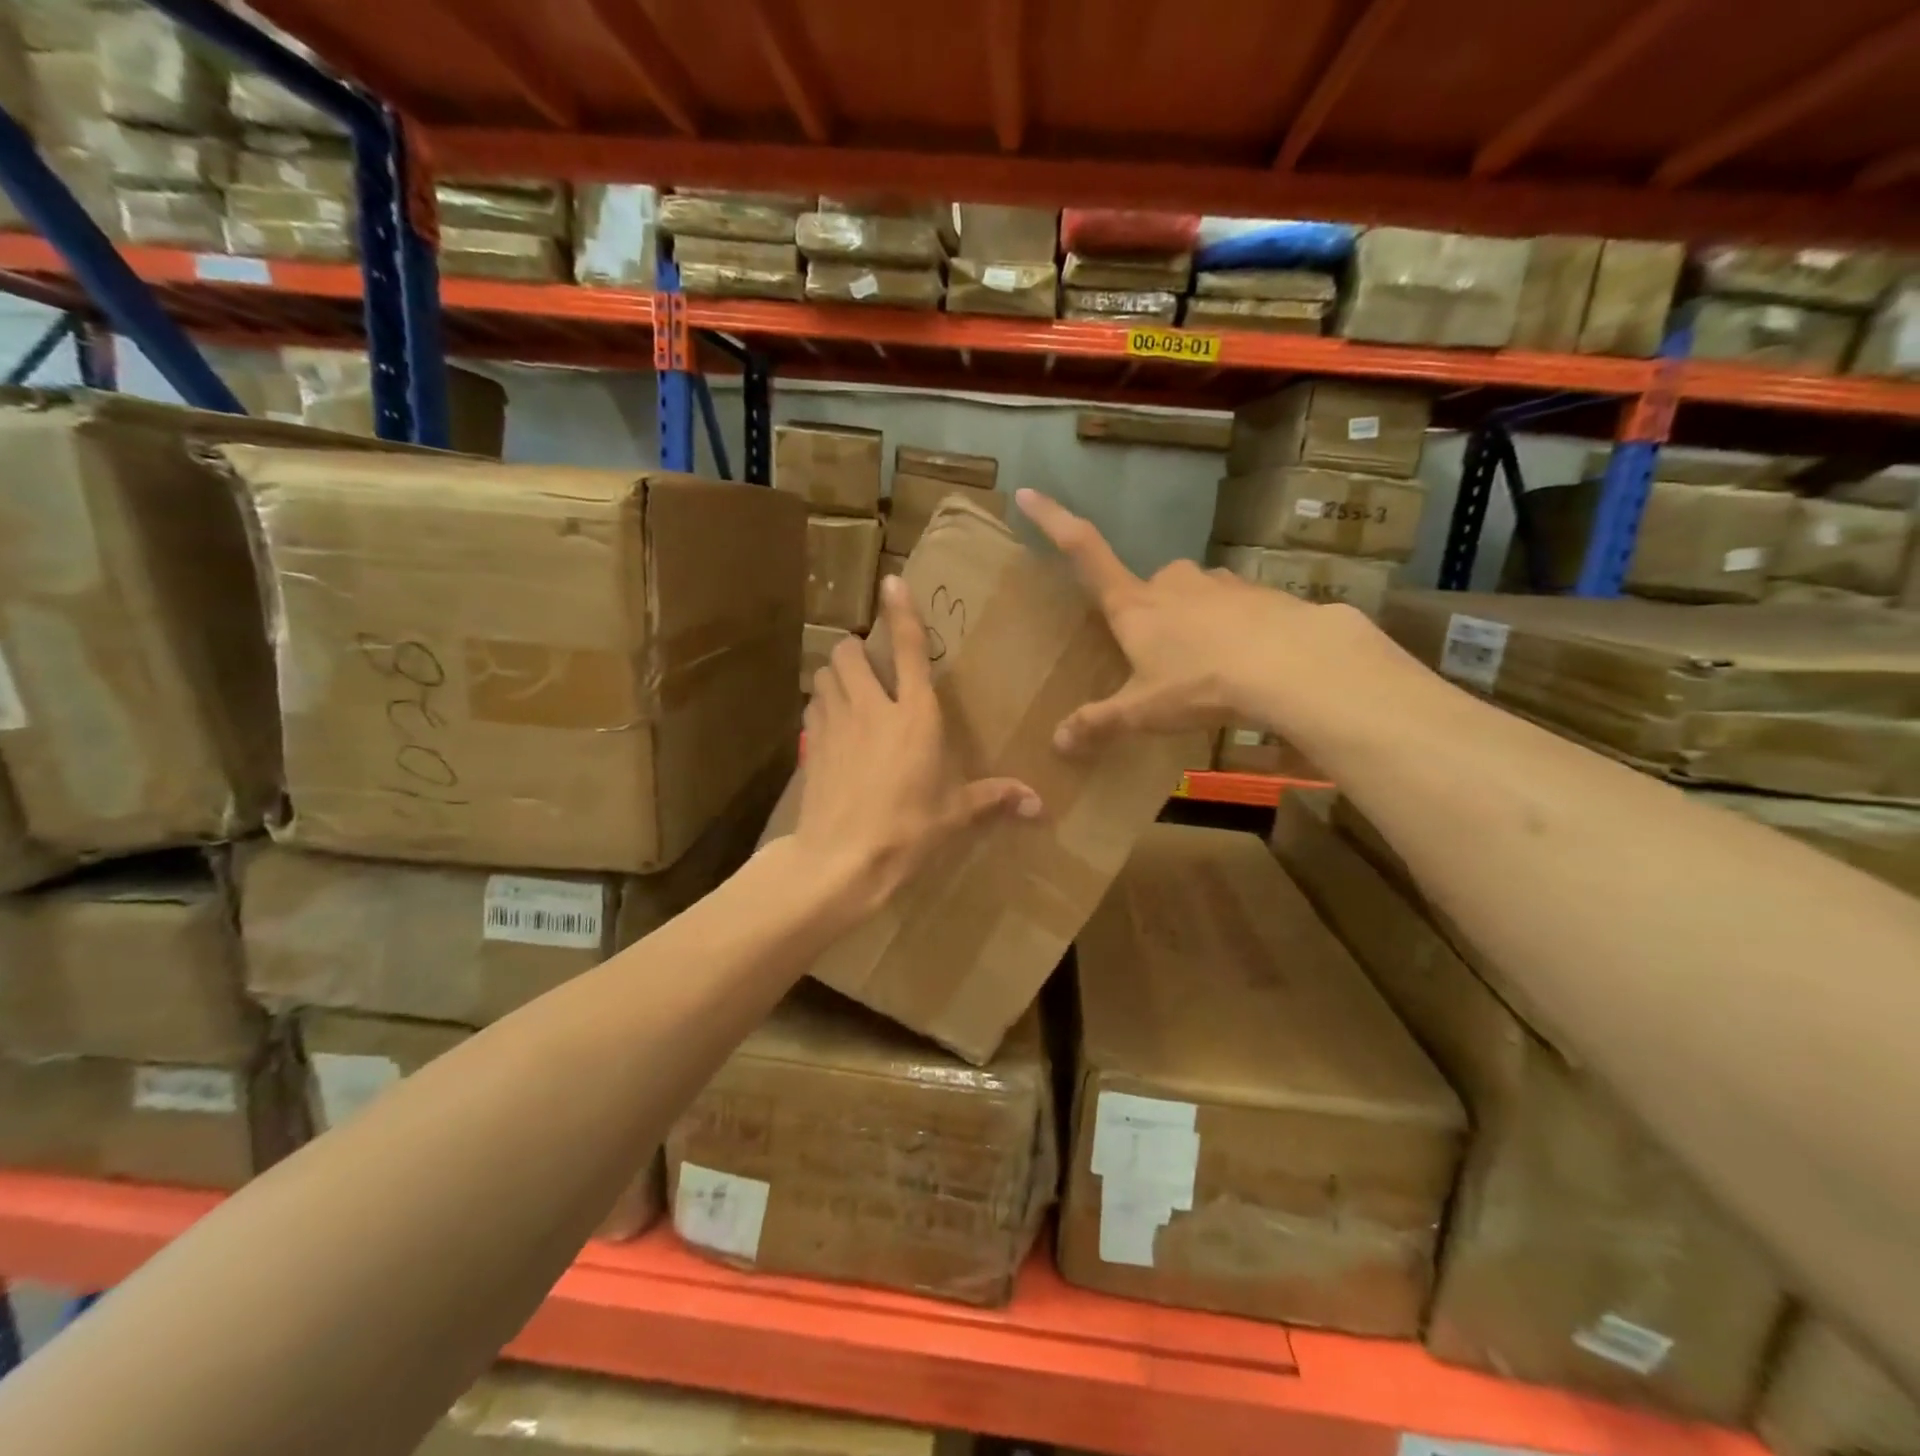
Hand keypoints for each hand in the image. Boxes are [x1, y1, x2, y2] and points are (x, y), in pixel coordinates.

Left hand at [796, 576, 1040, 919]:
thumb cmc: (906, 831)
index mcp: (915, 716)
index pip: (909, 650)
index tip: (891, 582)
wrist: (841, 859)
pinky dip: (821, 703)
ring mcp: (835, 722)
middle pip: (850, 651)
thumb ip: (994, 798)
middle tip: (871, 668)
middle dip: (857, 650)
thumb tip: (1040, 805)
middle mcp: (872, 707)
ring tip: (848, 689)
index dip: (902, 612)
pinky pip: (812, 705)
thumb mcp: (954, 814)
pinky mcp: (811, 743)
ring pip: (824, 672)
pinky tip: (832, 724)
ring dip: (835, 672)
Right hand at [1017, 489, 1317, 752]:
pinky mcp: (1259, 592)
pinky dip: (1235, 629)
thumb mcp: (1143, 711)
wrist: (1292, 664)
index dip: (1054, 521)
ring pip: (1194, 597)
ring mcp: (1218, 582)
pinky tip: (1248, 661)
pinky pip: (1236, 607)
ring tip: (1208, 667)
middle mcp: (1172, 582)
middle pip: (1148, 589)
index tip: (1028, 492)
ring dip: (1193, 623)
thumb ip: (1099, 723)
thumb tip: (1056, 743)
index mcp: (1134, 605)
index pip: (1084, 551)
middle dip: (1149, 617)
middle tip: (1159, 660)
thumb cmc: (1201, 683)